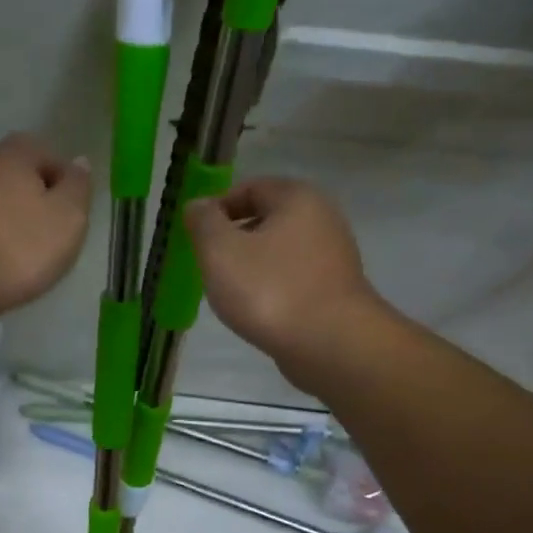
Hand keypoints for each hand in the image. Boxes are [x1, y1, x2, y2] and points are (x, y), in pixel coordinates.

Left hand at [0, 133, 91, 325]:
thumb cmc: (19, 248)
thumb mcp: (68, 218)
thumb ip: (78, 187)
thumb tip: (79, 162)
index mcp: (14, 153)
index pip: (47, 152)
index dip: (64, 180)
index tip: (72, 213)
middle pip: (17, 173)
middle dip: (35, 197)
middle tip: (50, 233)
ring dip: (10, 216)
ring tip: (24, 250)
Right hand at [184, 177, 379, 378]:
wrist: (331, 344)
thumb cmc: (270, 290)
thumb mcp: (220, 251)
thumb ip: (204, 223)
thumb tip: (197, 205)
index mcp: (297, 198)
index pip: (249, 188)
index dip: (217, 208)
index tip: (196, 237)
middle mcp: (323, 218)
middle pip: (266, 219)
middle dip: (234, 239)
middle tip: (210, 266)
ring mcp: (334, 256)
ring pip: (280, 252)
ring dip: (253, 267)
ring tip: (231, 293)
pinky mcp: (336, 290)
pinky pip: (294, 279)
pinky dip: (273, 289)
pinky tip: (259, 312)